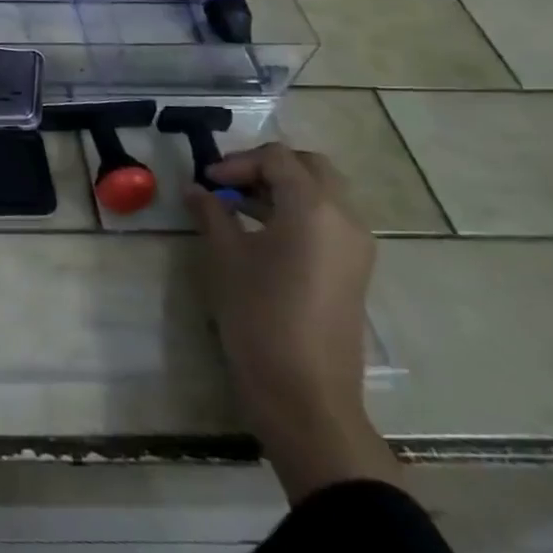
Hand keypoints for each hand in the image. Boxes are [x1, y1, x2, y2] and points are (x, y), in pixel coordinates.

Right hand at [184, 141, 398, 500]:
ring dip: (283, 189)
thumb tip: (196, 189)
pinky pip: (329, 220)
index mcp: (314, 208)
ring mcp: (356, 246)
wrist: (305, 394)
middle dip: (267, 166)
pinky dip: (298, 212)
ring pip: (323, 193)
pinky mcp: (355, 270)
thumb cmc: (260, 315)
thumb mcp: (226, 257)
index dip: (238, 162)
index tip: (208, 182)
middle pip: (310, 167)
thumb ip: (212, 212)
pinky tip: (263, 233)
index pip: (277, 158)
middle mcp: (345, 218)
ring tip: (239, 207)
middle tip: (229, 183)